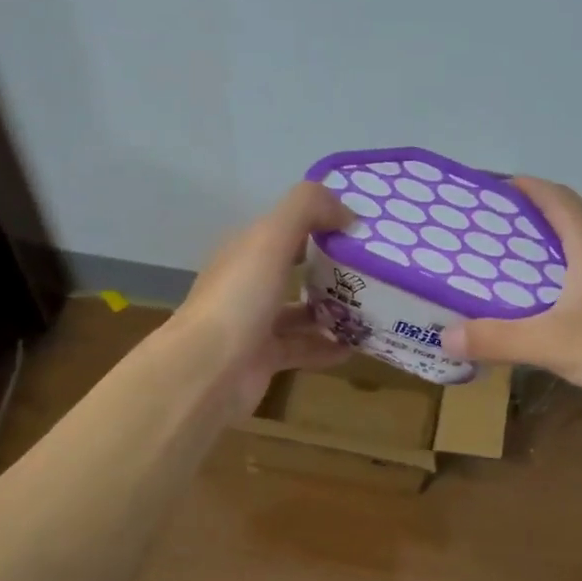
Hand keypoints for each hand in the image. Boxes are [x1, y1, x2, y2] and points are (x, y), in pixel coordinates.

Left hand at [168, 180, 353, 414]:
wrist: (207, 371)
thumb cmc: (240, 298)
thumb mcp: (271, 238)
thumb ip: (307, 209)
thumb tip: (345, 210)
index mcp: (245, 251)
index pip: (285, 228)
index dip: (320, 223)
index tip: (361, 230)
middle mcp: (248, 284)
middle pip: (293, 269)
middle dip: (330, 268)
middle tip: (373, 270)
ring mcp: (254, 323)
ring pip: (299, 312)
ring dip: (331, 310)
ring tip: (371, 308)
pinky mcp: (264, 359)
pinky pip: (302, 348)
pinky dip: (327, 347)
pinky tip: (356, 347)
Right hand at [439, 177, 581, 420]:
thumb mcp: (553, 342)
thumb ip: (497, 338)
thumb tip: (445, 335)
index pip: (554, 196)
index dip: (521, 187)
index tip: (486, 193)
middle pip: (562, 224)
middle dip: (520, 226)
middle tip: (479, 241)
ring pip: (574, 258)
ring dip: (539, 260)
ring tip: (499, 277)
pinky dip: (556, 290)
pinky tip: (541, 316)